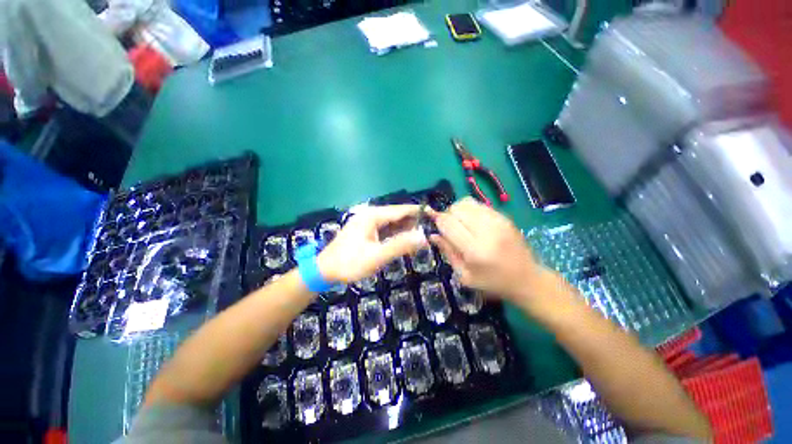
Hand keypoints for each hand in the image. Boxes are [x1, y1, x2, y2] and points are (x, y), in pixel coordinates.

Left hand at [318, 205, 426, 282]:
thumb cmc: (349, 263)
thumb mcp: (376, 256)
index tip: (434, 215)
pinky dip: (396, 233)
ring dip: (406, 228)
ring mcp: (367, 223)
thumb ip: (400, 245)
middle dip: (413, 221)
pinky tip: (405, 239)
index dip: (418, 212)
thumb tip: (423, 236)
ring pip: (392, 222)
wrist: (324, 271)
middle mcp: (370, 215)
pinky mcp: (366, 231)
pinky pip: (385, 229)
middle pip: (397, 215)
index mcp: (372, 216)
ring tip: (422, 235)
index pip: (400, 210)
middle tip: (431, 229)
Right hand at [430, 198, 554, 305]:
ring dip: (458, 211)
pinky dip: (470, 210)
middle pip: (456, 208)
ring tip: (461, 224)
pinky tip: (473, 222)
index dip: (438, 221)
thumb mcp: (465, 275)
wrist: (528, 279)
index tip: (435, 226)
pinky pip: (479, 204)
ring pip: (467, 202)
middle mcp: (486, 231)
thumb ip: (448, 252)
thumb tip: (432, 234)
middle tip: (450, 228)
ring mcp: (498, 221)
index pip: (448, 223)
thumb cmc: (493, 283)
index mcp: (475, 250)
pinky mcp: (504, 217)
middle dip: (447, 215)